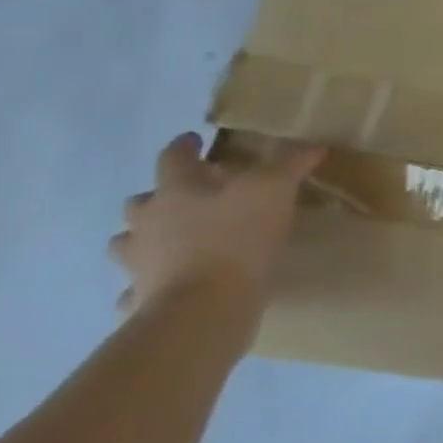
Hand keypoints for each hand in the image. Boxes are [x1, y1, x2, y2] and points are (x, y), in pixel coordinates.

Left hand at [110, 133, 322, 322]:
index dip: (185, 146)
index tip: (194, 140)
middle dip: (160, 197)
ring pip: (129, 242)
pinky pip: (137, 287)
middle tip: (187, 198)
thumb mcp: (275, 188)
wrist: (206, 303)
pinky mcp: (141, 295)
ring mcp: (137, 261)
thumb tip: (312, 146)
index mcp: (176, 191)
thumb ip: (291, 164)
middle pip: (142, 202)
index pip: (174, 158)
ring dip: (145, 238)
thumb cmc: (237, 236)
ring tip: (170, 242)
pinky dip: (147, 283)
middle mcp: (147, 221)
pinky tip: (165, 286)